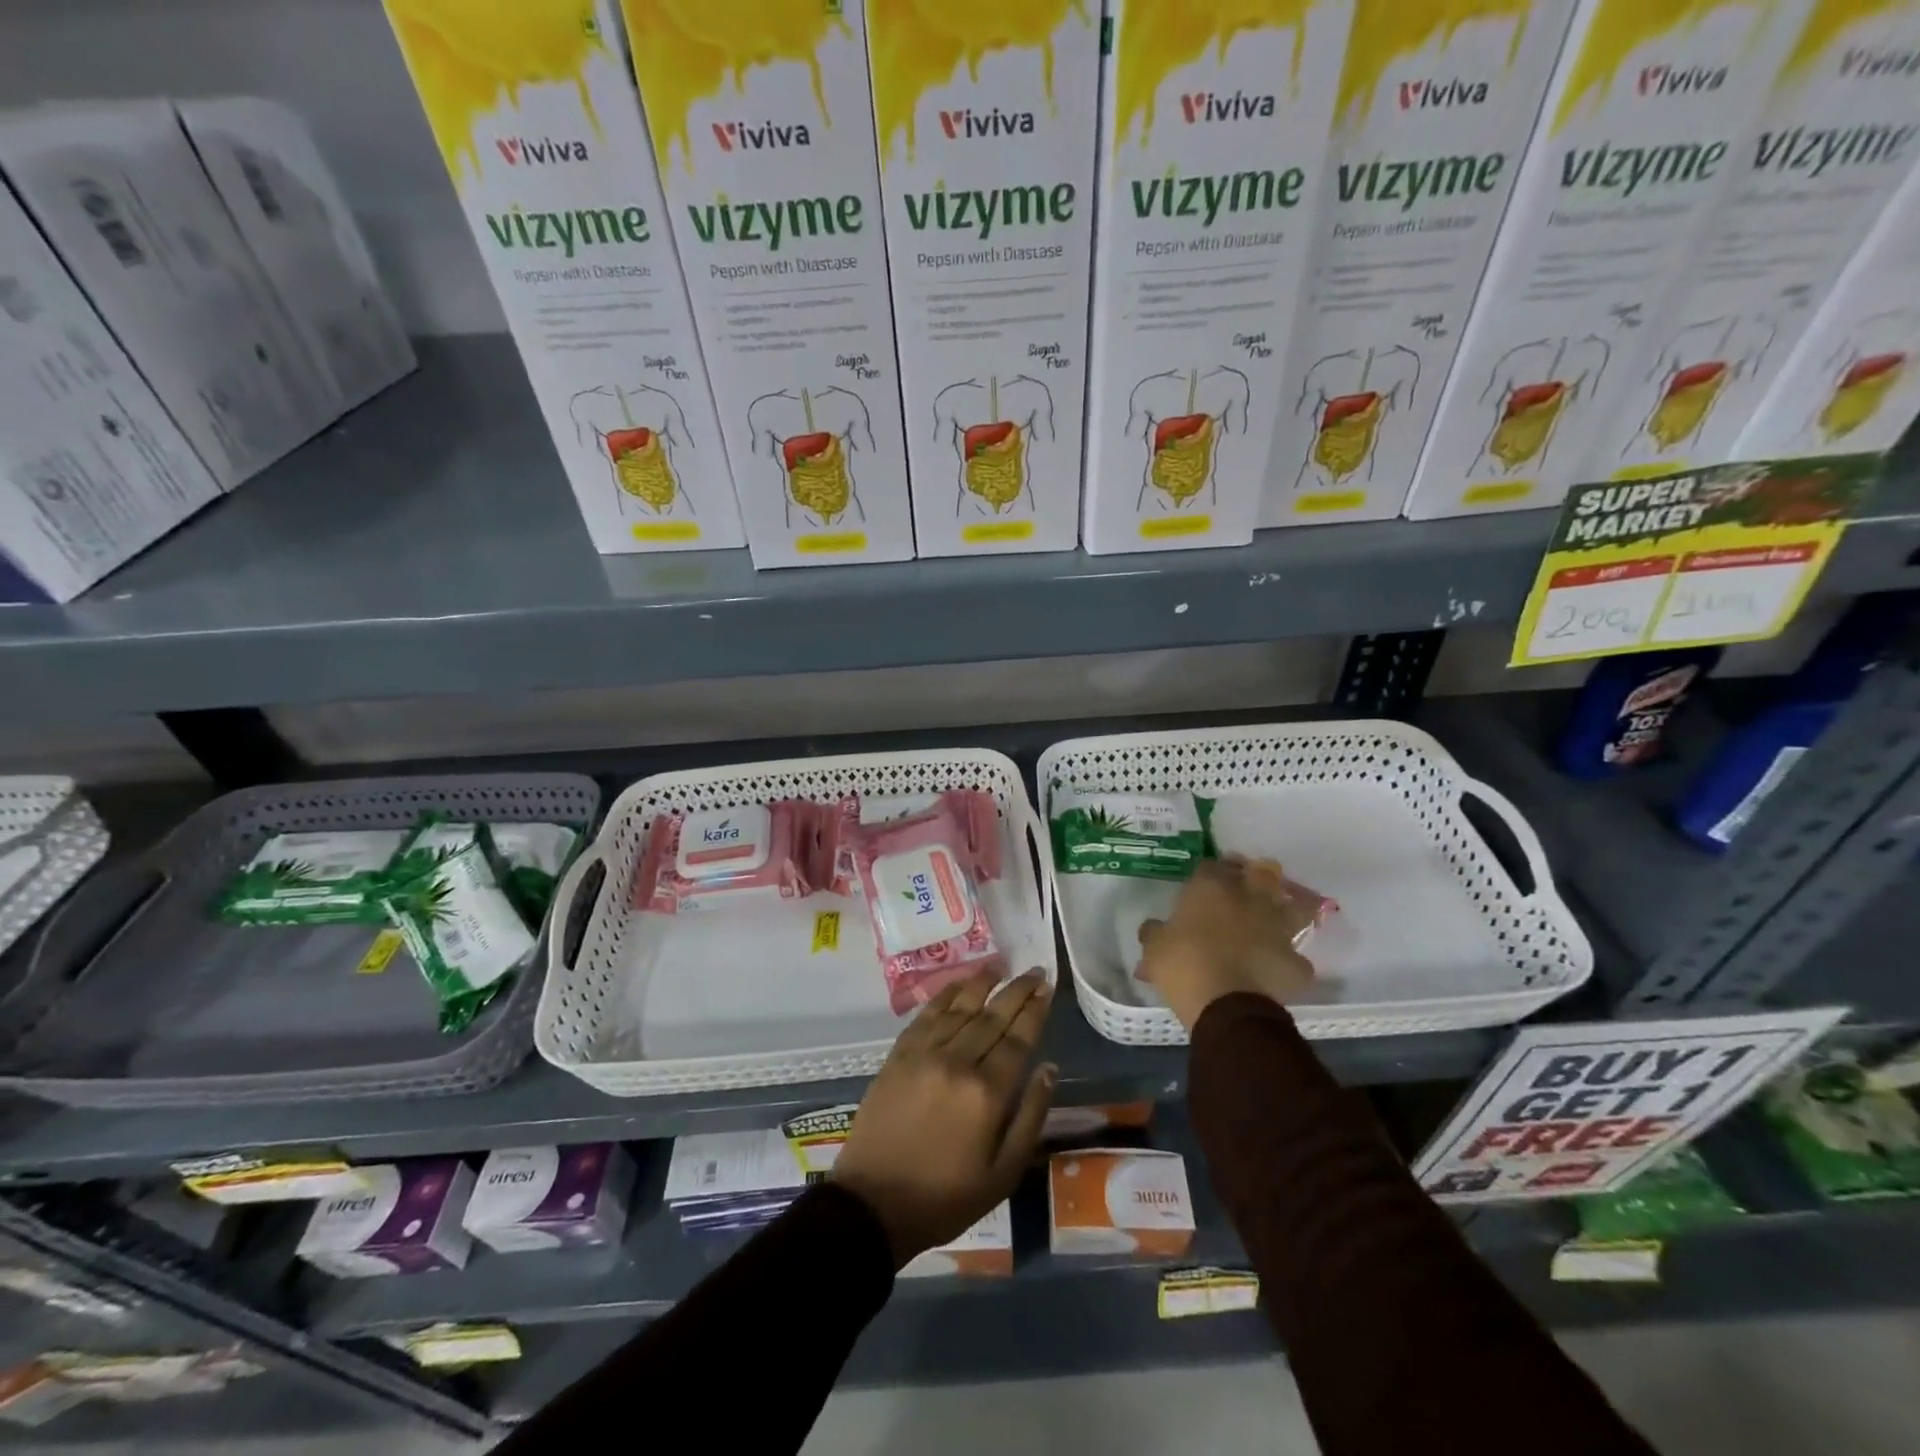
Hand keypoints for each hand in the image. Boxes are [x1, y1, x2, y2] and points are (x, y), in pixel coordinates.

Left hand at [832, 969, 1055, 1267]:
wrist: (874, 1204)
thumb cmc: (946, 1197)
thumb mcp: (1003, 1173)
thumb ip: (1030, 1117)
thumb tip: (1049, 1069)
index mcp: (987, 1093)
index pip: (1018, 1039)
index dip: (1035, 1011)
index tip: (1047, 988)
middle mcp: (957, 1062)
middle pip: (993, 1016)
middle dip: (1017, 991)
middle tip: (1034, 971)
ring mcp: (924, 1054)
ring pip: (959, 1007)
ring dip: (982, 984)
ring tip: (1000, 967)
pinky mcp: (898, 1055)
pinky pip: (927, 1015)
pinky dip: (945, 995)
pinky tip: (959, 984)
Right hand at [1138, 857, 1316, 1029]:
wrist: (1226, 1005)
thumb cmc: (1184, 965)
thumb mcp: (1154, 948)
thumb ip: (1155, 932)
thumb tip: (1152, 927)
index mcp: (1211, 888)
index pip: (1210, 865)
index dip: (1207, 871)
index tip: (1201, 881)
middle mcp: (1249, 899)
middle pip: (1261, 874)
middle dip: (1254, 876)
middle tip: (1244, 888)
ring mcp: (1278, 929)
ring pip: (1294, 907)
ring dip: (1286, 909)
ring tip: (1274, 918)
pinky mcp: (1295, 962)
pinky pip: (1295, 957)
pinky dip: (1288, 961)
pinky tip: (1277, 968)